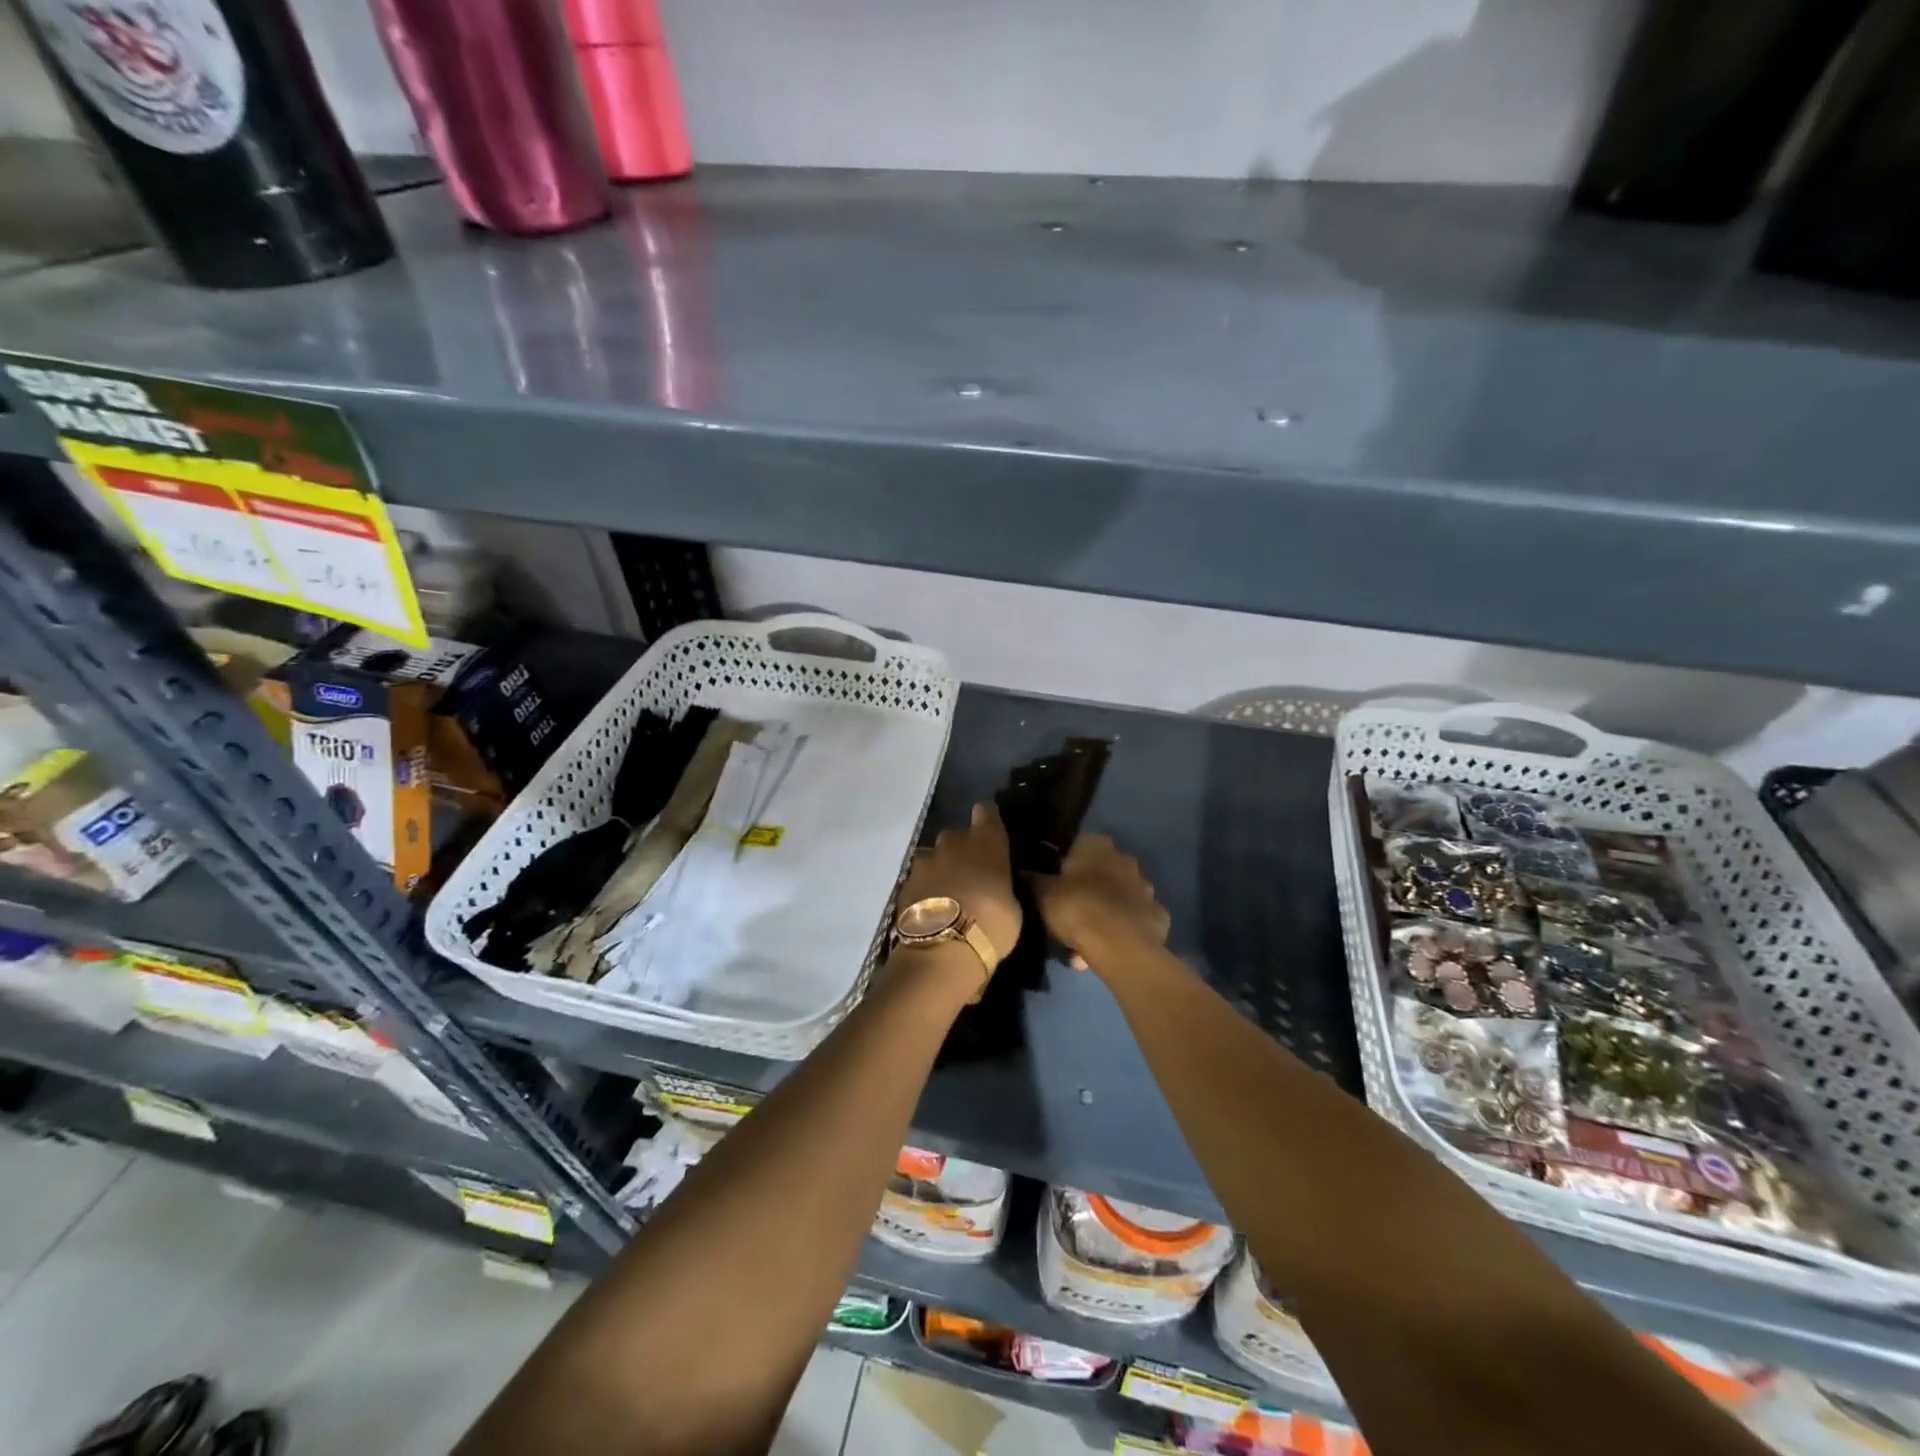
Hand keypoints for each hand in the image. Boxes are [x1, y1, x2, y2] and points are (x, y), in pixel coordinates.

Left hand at [897, 803, 1022, 970]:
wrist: (942, 949)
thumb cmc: (991, 925)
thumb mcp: (1012, 907)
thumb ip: (1002, 886)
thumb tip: (997, 885)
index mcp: (986, 842)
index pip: (986, 811)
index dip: (987, 819)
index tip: (990, 830)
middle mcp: (953, 842)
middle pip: (957, 835)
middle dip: (962, 849)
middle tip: (970, 874)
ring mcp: (925, 861)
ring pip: (934, 856)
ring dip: (940, 868)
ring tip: (948, 893)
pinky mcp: (905, 882)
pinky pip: (919, 878)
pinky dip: (925, 888)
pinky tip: (931, 908)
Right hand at [1034, 833, 1169, 969]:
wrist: (1120, 946)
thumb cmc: (1077, 908)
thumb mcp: (1042, 894)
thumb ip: (1033, 880)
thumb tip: (1023, 872)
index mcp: (1097, 845)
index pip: (1078, 846)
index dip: (1065, 866)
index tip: (1055, 886)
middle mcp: (1125, 859)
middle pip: (1101, 873)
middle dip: (1088, 891)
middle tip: (1069, 916)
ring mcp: (1146, 888)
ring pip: (1119, 898)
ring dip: (1105, 913)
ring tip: (1085, 942)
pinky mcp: (1158, 916)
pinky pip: (1135, 921)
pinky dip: (1124, 930)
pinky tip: (1109, 948)